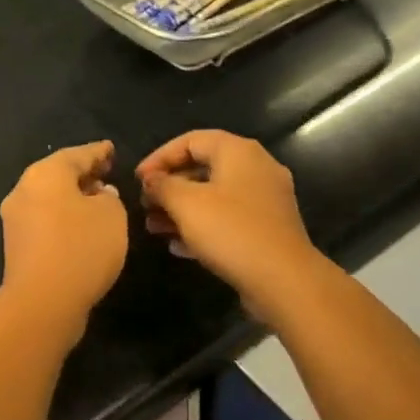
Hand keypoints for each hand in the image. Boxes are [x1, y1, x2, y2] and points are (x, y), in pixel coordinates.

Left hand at [0, 142, 128, 338]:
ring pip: (49, 199)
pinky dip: (63, 218)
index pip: (77, 154)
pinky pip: (45, 221)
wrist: (42, 302)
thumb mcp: (112, 215)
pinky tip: (82, 228)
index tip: (111, 150)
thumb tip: (98, 195)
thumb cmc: (81, 249)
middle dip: (83, 174)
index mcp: (45, 174)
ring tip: (98, 202)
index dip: (98, 152)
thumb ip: (109, 197)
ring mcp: (15, 219)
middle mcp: (24, 190)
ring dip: (72, 198)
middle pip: (58, 175)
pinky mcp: (16, 246)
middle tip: (106, 173)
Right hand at [137, 131, 327, 325]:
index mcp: (238, 152)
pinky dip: (202, 227)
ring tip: (154, 228)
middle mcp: (256, 168)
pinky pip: (228, 219)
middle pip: (203, 168)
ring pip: (214, 197)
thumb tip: (151, 179)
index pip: (191, 140)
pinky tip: (178, 246)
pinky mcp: (267, 228)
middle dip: (169, 187)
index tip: (136, 180)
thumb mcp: (186, 204)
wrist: (283, 279)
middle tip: (144, 206)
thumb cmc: (230, 231)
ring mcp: (265, 200)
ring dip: (181, 210)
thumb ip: (162, 186)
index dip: (159, 157)